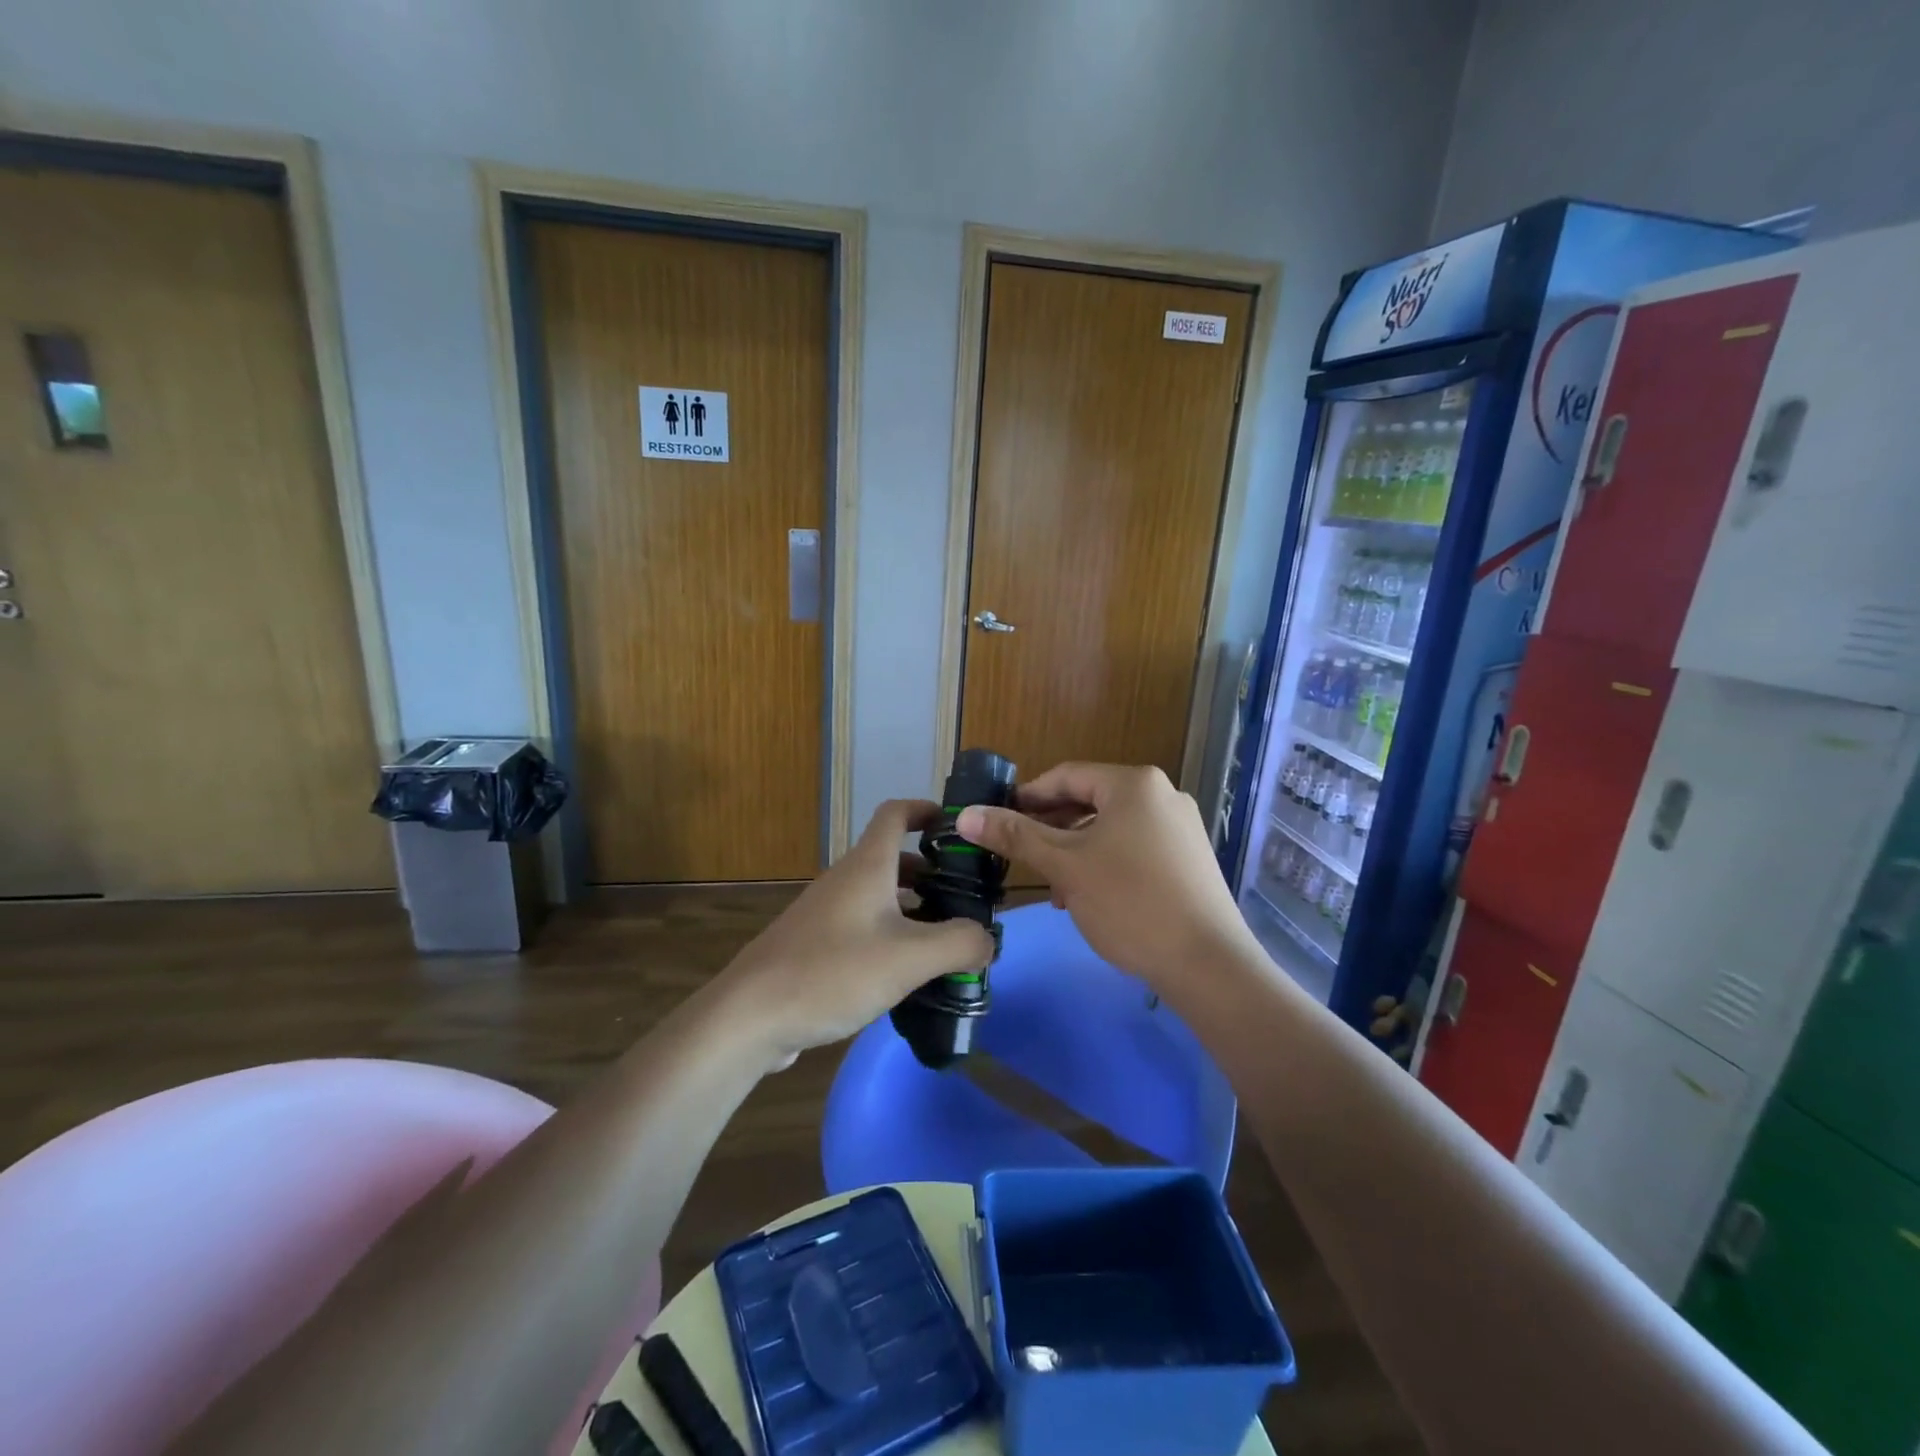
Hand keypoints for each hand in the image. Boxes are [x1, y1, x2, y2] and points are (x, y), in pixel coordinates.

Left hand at [719, 799, 994, 1066]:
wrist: (749, 1016)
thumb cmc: (832, 972)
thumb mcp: (909, 958)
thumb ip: (959, 944)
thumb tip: (988, 939)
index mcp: (866, 867)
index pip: (895, 814)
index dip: (926, 810)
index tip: (958, 827)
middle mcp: (845, 881)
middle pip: (893, 859)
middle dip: (932, 871)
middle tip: (968, 897)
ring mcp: (826, 914)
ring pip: (879, 896)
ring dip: (914, 907)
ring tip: (946, 938)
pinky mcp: (816, 945)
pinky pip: (864, 926)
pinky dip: (892, 935)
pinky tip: (906, 972)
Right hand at [956, 763, 1250, 987]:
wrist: (1207, 963)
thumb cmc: (1130, 903)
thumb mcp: (1065, 866)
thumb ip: (1015, 836)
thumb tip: (966, 815)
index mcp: (1134, 784)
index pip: (1066, 776)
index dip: (1027, 797)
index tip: (997, 821)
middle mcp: (1162, 795)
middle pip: (1090, 801)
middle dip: (1051, 830)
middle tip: (1020, 857)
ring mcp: (1181, 827)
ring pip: (1111, 829)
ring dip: (1075, 852)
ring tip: (1054, 889)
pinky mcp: (1189, 859)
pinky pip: (1134, 848)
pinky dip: (1105, 863)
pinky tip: (1089, 897)